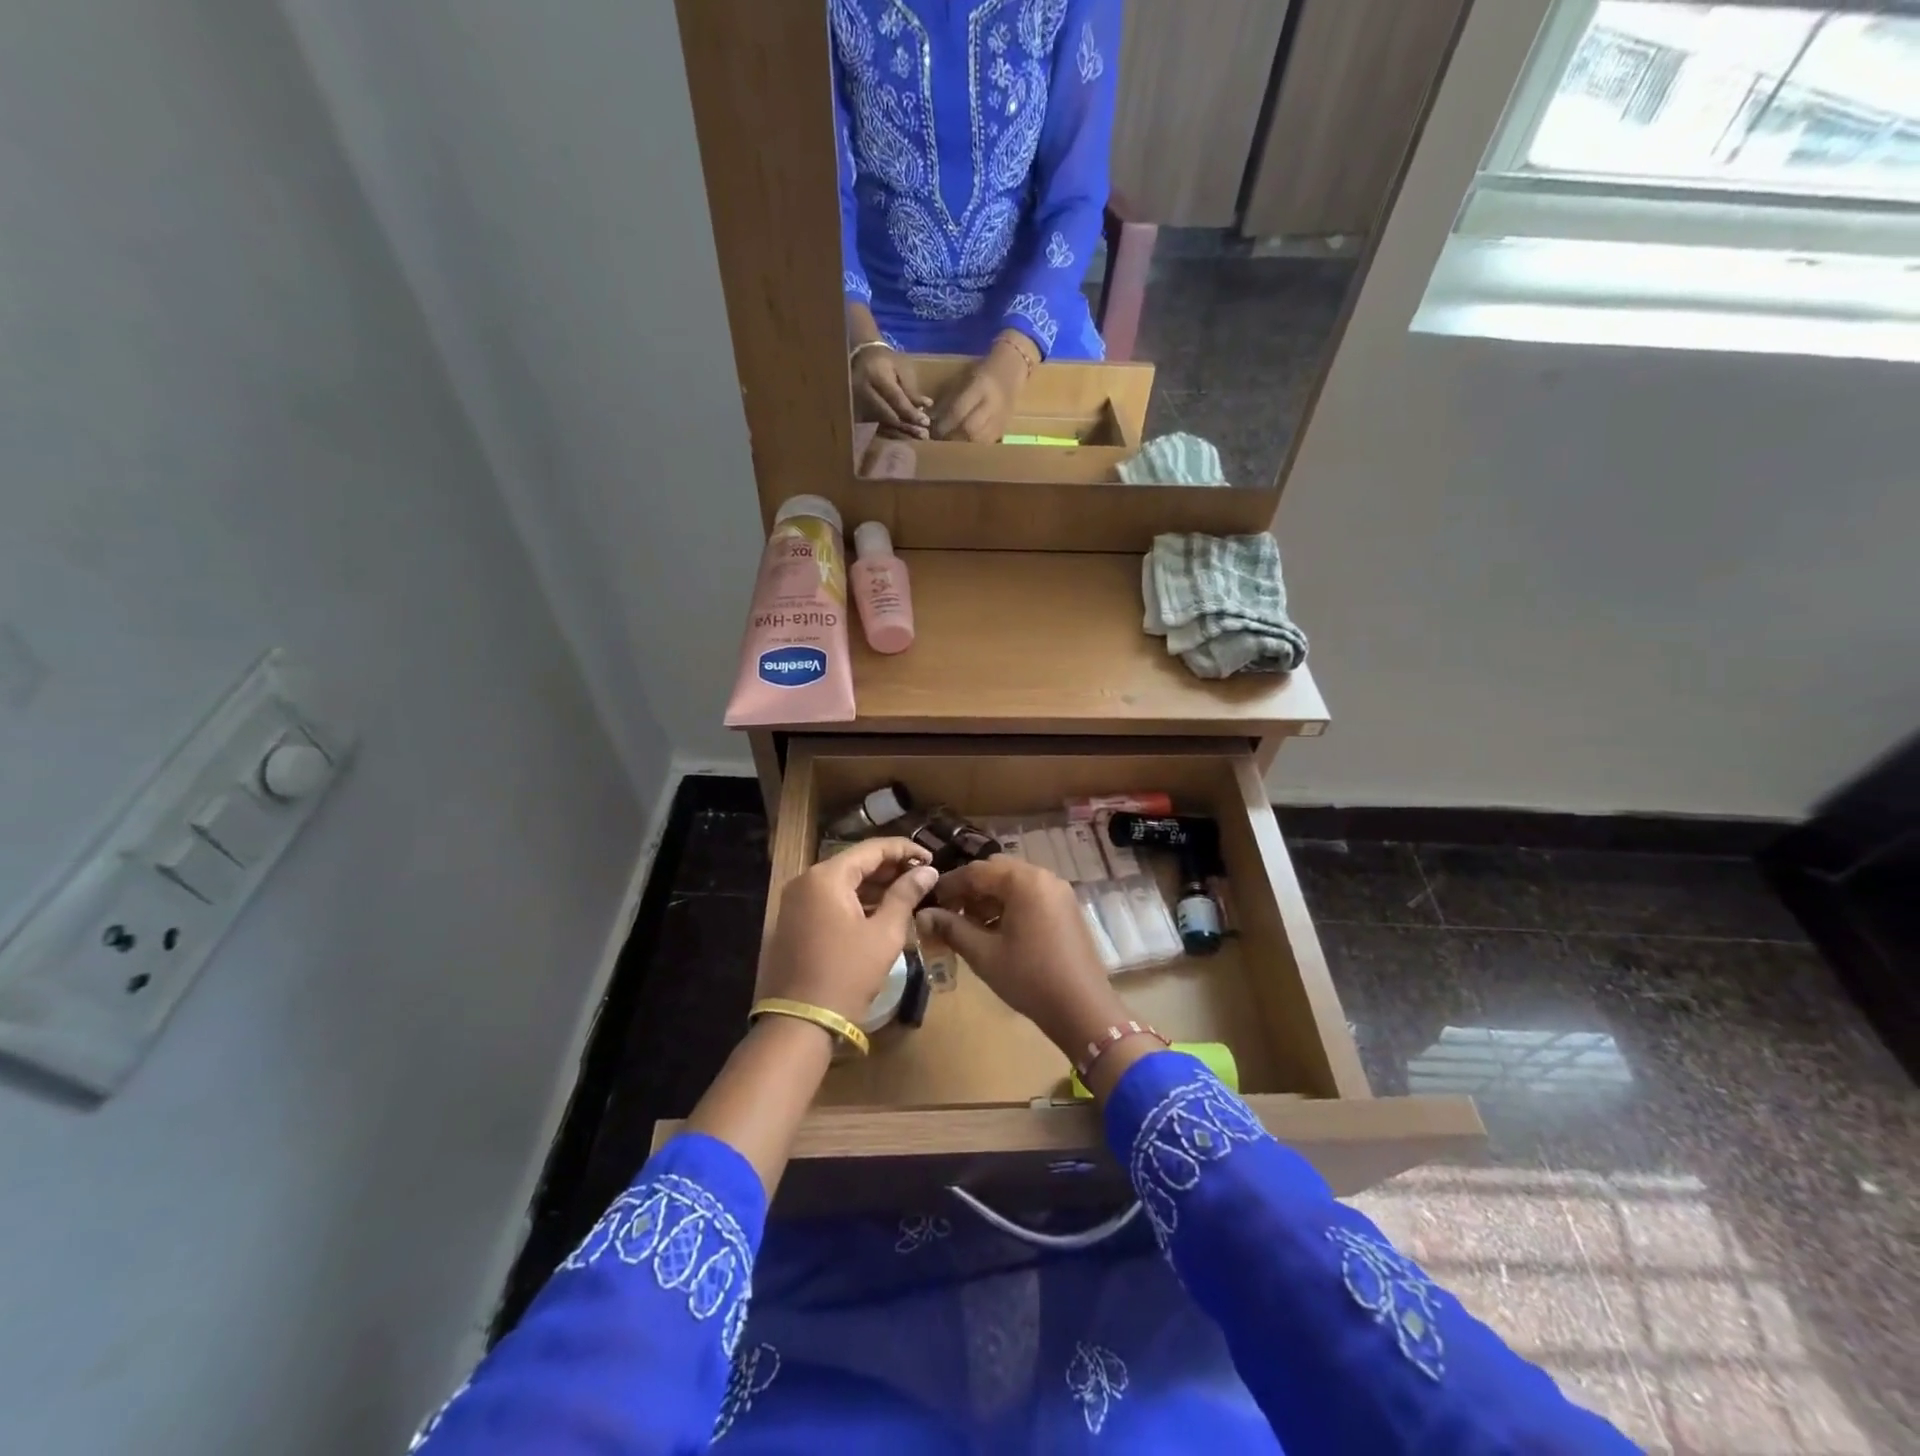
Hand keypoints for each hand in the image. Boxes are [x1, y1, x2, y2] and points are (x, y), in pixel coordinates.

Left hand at [760, 837, 937, 1025]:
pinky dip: (856, 901)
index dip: (905, 850)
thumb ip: (906, 895)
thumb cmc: (847, 974)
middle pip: (855, 863)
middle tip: (923, 877)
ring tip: (908, 893)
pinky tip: (881, 911)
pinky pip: (830, 901)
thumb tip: (927, 871)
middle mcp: (806, 881)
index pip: (872, 849)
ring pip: (842, 883)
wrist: (800, 1022)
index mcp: (827, 877)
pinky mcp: (793, 923)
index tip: (932, 859)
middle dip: (890, 868)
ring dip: (874, 886)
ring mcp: (795, 902)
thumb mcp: (884, 933)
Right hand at [852, 346, 931, 438]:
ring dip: (901, 432)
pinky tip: (905, 435)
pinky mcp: (856, 413)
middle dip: (907, 426)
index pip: (895, 398)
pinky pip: (876, 427)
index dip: (911, 412)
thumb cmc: (885, 362)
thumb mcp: (901, 368)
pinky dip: (892, 432)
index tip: (926, 422)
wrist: (860, 359)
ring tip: (918, 437)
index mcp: (875, 375)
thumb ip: (911, 388)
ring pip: (882, 424)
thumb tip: (926, 406)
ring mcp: (857, 404)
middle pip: (888, 415)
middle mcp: (862, 391)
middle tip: (925, 435)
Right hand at [916, 857, 1126, 1054]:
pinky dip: (1011, 905)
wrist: (1083, 1008)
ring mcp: (1059, 891)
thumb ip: (951, 928)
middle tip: (950, 914)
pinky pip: (1031, 895)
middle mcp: (1044, 876)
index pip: (976, 871)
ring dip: (990, 898)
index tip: (930, 903)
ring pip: (1014, 883)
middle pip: (997, 871)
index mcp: (1023, 881)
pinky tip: (998, 931)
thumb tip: (922, 915)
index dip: (949, 885)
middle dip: (971, 890)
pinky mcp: (1067, 908)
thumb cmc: (1029, 978)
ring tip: (971, 926)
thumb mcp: (984, 954)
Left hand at [930, 336, 1030, 442]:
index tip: (934, 430)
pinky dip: (976, 445)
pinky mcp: (1006, 426)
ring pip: (980, 439)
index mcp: (981, 387)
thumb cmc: (985, 369)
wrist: (1014, 366)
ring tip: (953, 443)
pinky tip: (968, 443)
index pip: (959, 411)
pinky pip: (989, 442)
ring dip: (964, 444)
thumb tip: (934, 417)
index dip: (944, 424)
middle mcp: (993, 404)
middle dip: (953, 437)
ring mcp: (1001, 417)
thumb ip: (952, 397)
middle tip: (942, 440)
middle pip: (970, 429)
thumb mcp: (966, 377)